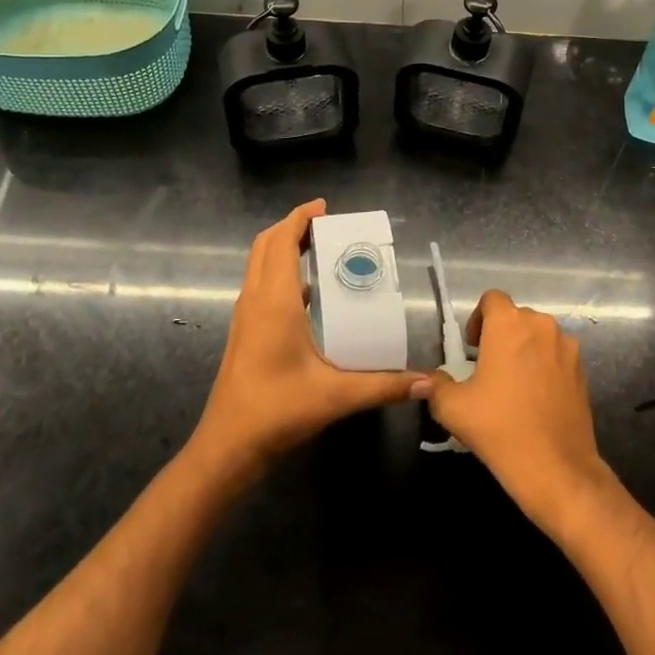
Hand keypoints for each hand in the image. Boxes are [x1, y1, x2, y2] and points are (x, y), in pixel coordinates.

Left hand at [190, 199, 426, 477]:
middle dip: (292, 227)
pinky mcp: (244, 332)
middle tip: (327, 225)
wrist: (227, 447)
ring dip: (283, 248)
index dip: (300, 218)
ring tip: (320, 250)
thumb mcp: (337, 396)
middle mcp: (255, 300)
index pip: (282, 241)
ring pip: (259, 265)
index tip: (324, 207)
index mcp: (274, 301)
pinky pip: (260, 286)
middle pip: (265, 245)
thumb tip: (427, 383)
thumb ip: (384, 385)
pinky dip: (280, 273)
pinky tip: (309, 295)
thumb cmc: (277, 411)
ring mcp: (245, 316)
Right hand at [426, 290, 614, 530]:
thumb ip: (435, 385)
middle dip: (501, 335)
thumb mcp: (453, 408)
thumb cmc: (500, 428)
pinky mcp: (582, 371)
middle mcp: (542, 326)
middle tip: (488, 368)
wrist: (557, 469)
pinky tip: (536, 399)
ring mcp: (567, 348)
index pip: (492, 299)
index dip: (478, 318)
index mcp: (509, 324)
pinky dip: (545, 367)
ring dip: (524, 350)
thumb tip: (424, 380)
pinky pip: (557, 356)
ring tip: (513, 385)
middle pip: (516, 317)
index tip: (472, 349)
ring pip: (539, 336)